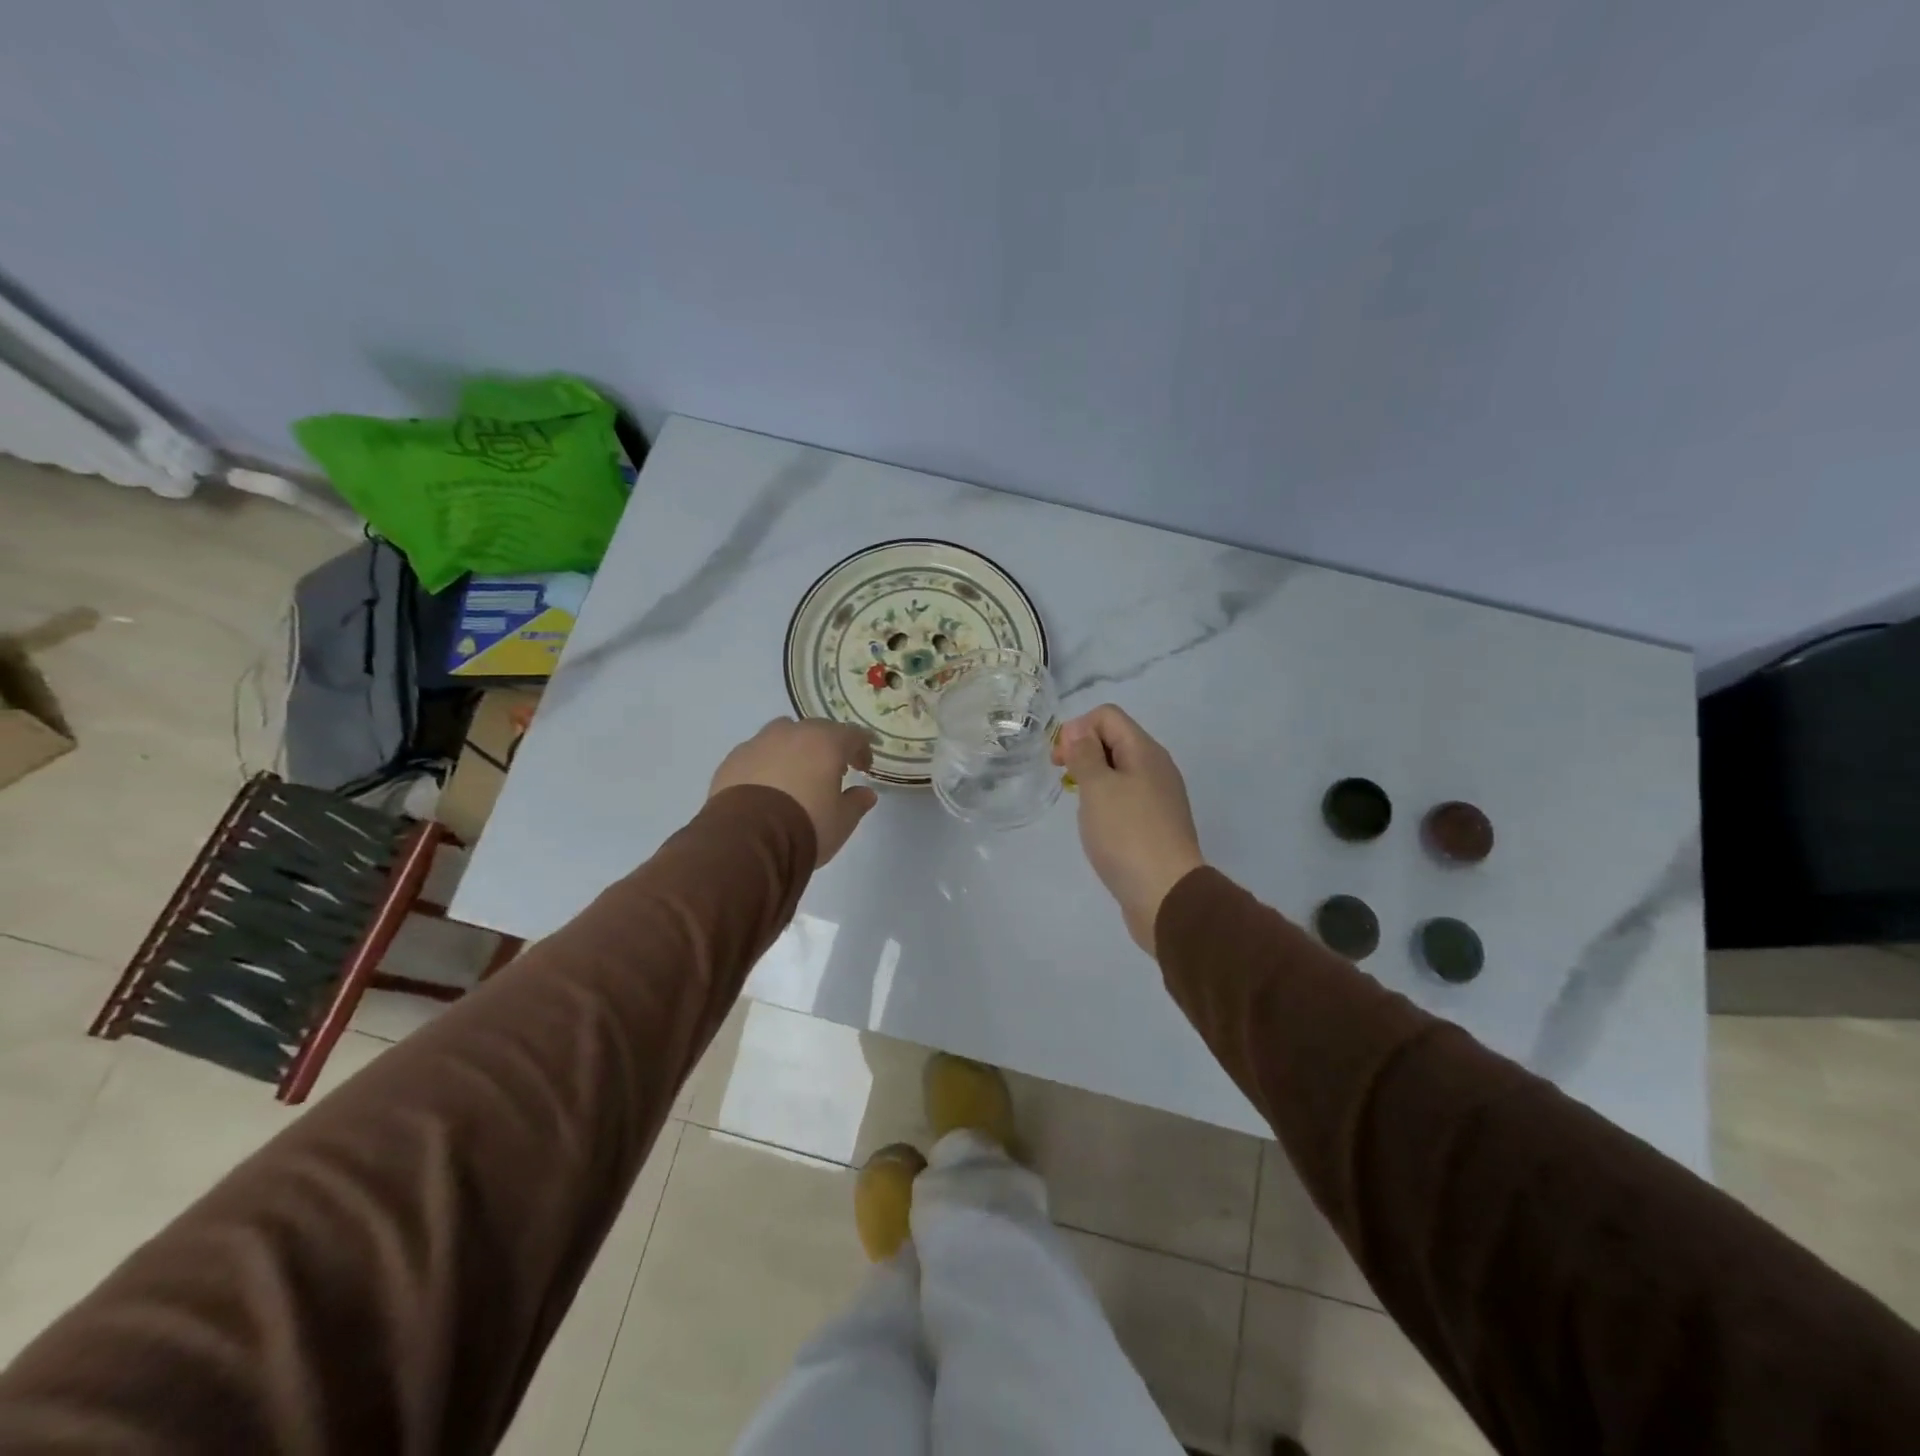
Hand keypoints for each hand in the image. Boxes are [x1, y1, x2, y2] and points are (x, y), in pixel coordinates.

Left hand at [710, 718, 878, 865]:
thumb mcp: (842, 821)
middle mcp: (792, 733)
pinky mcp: (732, 759)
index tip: (864, 768)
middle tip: (831, 770)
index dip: (862, 749)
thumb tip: (866, 793)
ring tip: (796, 775)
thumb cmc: (806, 826)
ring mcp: (758, 743)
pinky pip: (757, 754)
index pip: (853, 735)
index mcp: (825, 742)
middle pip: (816, 730)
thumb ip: (856, 803)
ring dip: (794, 750)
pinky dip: (766, 764)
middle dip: (827, 746)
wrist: (747, 839)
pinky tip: (766, 787)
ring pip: (782, 735)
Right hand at [1052, 705, 1204, 953]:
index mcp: (1145, 752)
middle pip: (1115, 740)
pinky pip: (1127, 798)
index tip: (1059, 760)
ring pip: (1120, 771)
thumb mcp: (1098, 788)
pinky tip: (1097, 825)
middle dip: (1083, 751)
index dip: (1077, 728)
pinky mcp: (1156, 825)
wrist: (1166, 895)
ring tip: (1079, 804)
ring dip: (1093, 778)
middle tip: (1062, 778)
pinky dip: (1106, 801)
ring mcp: (1159, 797)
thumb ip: (1085, 755)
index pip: (1108, 716)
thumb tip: (1078, 732)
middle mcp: (1157, 768)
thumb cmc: (1126, 835)